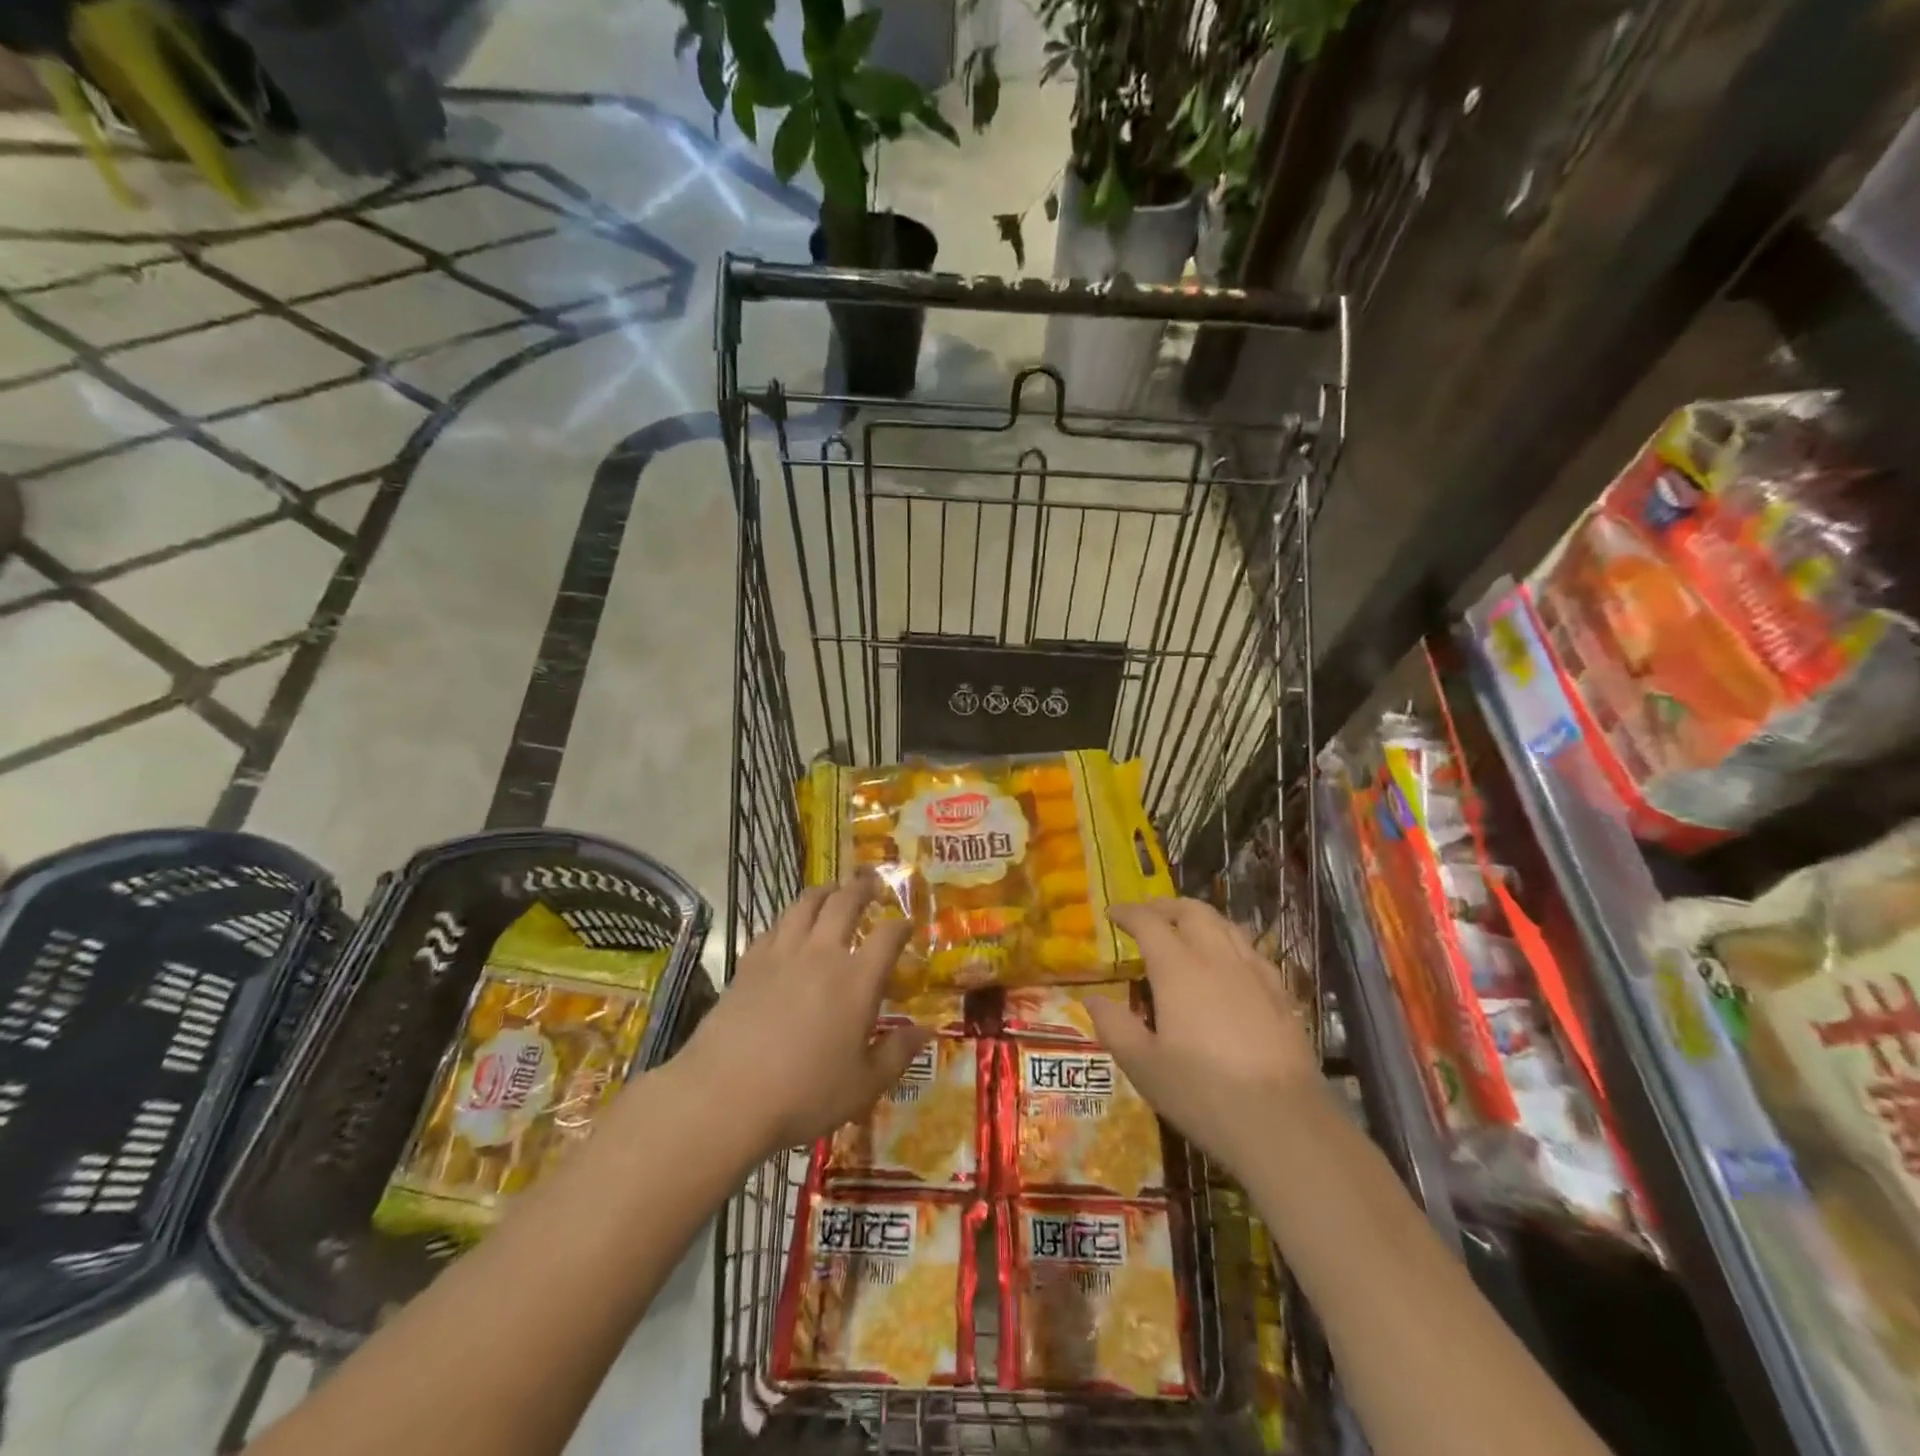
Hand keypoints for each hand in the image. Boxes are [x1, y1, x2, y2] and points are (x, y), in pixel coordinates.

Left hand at [678, 876, 925, 1158]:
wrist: (724, 1097)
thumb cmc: (804, 1096)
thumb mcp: (863, 1086)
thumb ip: (897, 1054)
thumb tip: (926, 1030)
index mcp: (857, 980)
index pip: (887, 936)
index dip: (901, 926)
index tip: (906, 925)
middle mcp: (822, 955)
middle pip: (844, 903)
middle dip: (862, 888)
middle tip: (871, 882)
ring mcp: (781, 955)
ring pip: (805, 905)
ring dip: (823, 892)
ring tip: (831, 890)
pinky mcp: (749, 964)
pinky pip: (773, 927)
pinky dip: (788, 918)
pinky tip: (788, 925)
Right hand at [1086, 898, 1321, 1179]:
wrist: (1284, 1122)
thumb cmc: (1203, 1093)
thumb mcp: (1143, 1066)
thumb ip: (1114, 1026)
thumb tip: (1092, 999)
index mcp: (1178, 968)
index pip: (1148, 922)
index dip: (1128, 913)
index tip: (1112, 913)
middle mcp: (1215, 957)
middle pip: (1191, 911)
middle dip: (1165, 906)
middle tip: (1147, 916)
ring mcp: (1253, 972)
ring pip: (1224, 924)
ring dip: (1198, 917)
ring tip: (1184, 929)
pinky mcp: (1280, 992)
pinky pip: (1250, 949)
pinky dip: (1229, 940)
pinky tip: (1227, 962)